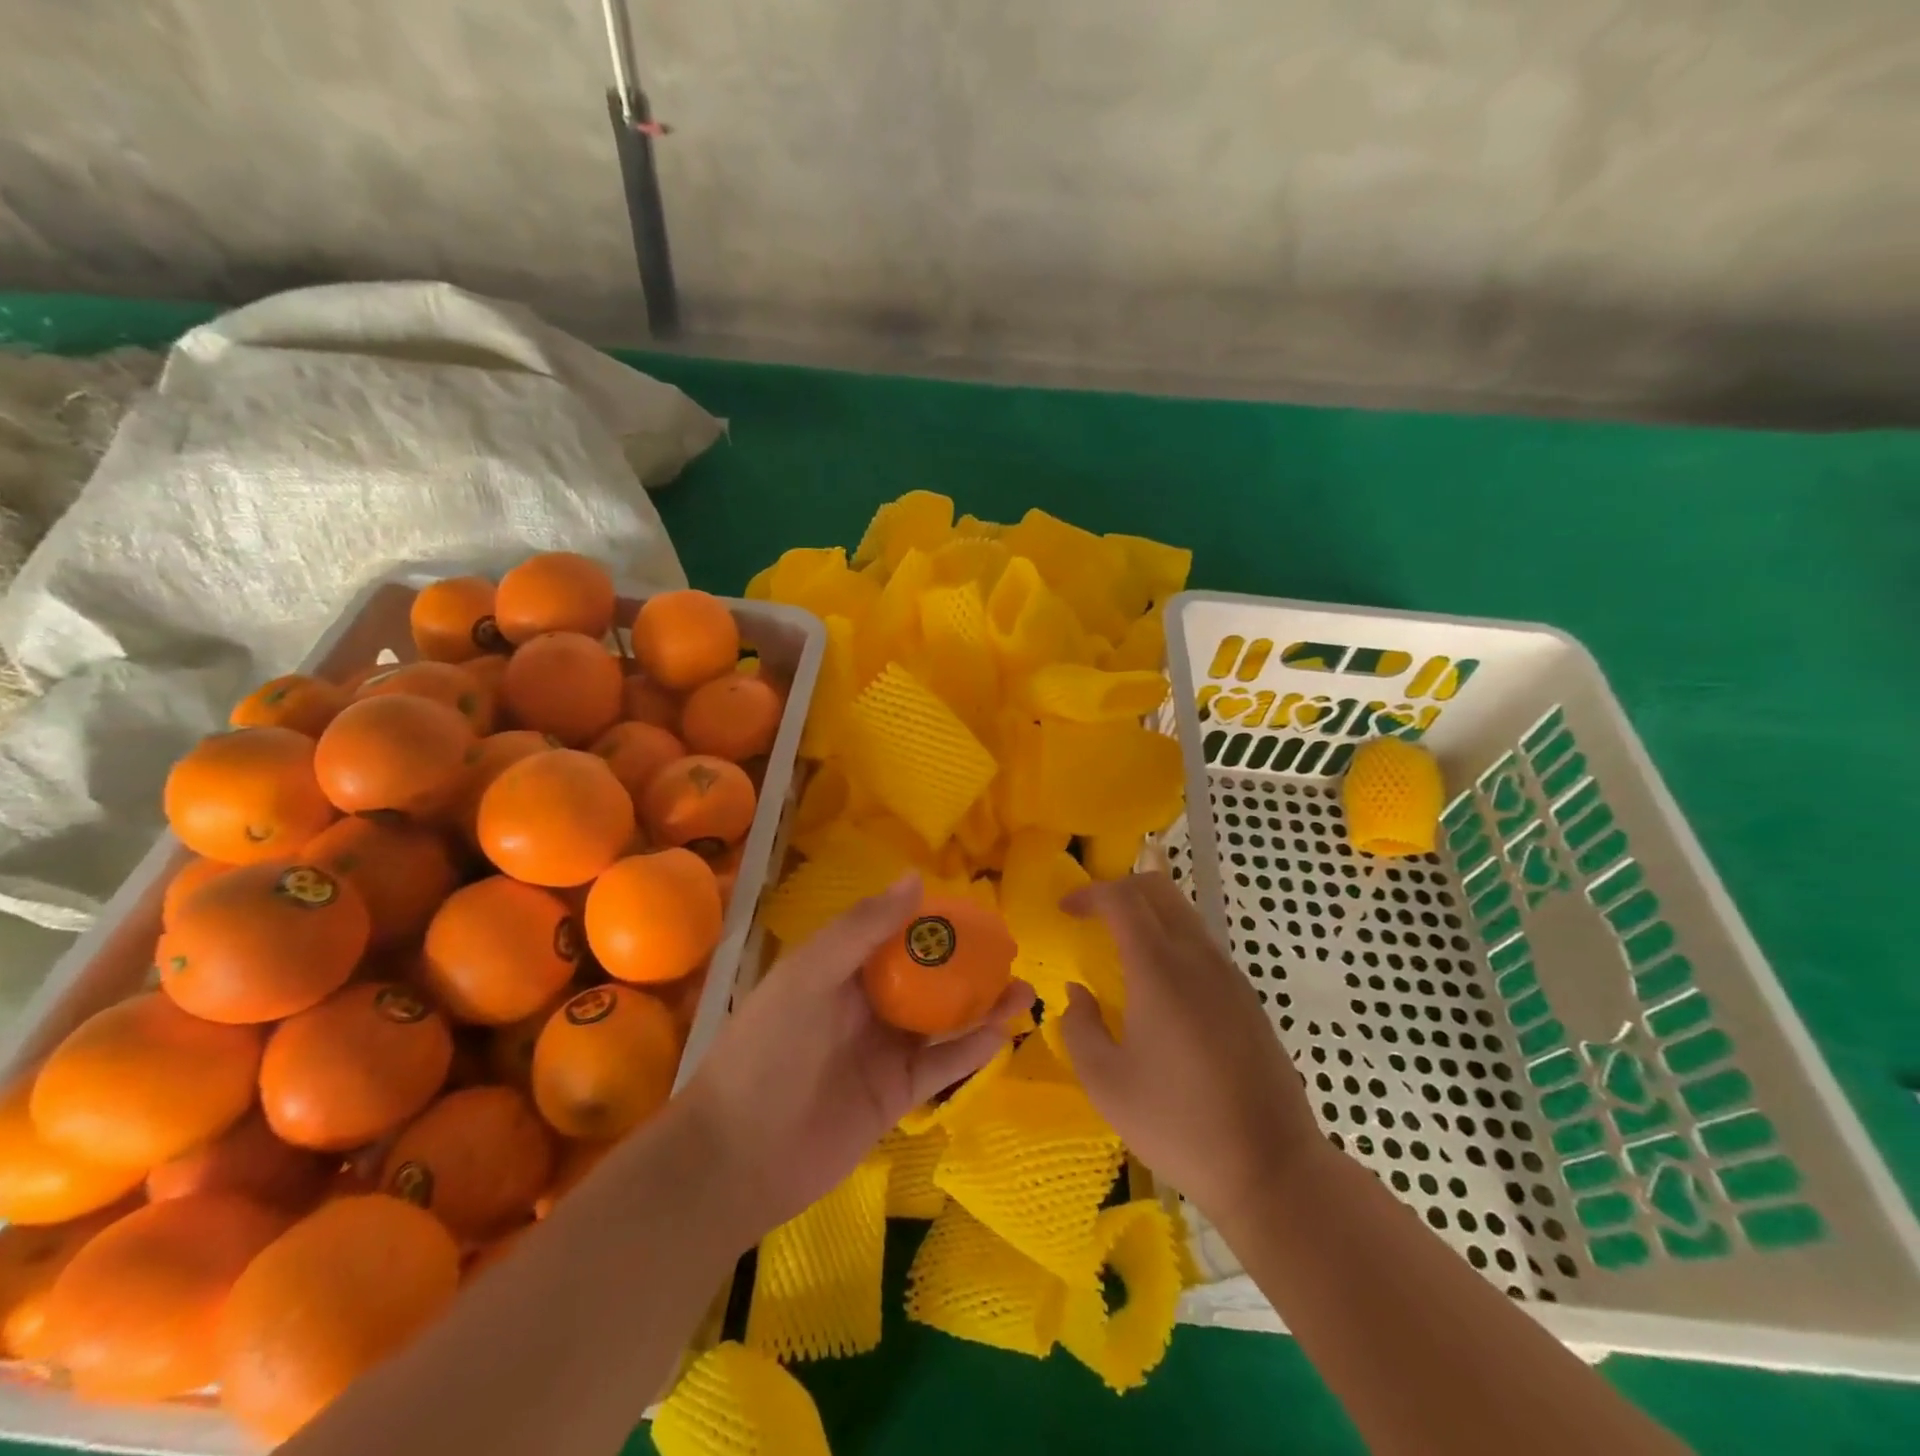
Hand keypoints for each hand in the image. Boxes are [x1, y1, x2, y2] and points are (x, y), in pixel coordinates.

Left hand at [681, 875, 1029, 1242]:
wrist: (738, 1157)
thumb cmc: (768, 1050)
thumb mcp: (809, 976)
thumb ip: (862, 929)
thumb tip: (916, 879)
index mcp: (841, 970)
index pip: (896, 935)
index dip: (934, 922)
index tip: (978, 910)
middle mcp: (867, 1005)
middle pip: (927, 977)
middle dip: (968, 964)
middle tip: (1013, 951)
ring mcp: (883, 1051)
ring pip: (943, 1021)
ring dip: (982, 1005)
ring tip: (1025, 990)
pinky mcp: (896, 1095)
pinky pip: (942, 1066)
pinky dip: (972, 1049)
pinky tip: (1003, 1032)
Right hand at [1057, 871, 1319, 1222]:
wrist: (1271, 1168)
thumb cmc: (1178, 1124)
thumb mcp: (1106, 1083)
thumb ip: (1079, 1027)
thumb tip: (1077, 993)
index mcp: (1159, 969)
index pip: (1122, 899)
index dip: (1089, 893)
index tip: (1064, 910)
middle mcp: (1198, 957)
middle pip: (1159, 889)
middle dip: (1120, 888)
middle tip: (1091, 915)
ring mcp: (1229, 975)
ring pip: (1185, 914)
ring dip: (1148, 914)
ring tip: (1120, 948)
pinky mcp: (1248, 998)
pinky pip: (1202, 945)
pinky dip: (1171, 940)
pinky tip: (1159, 987)